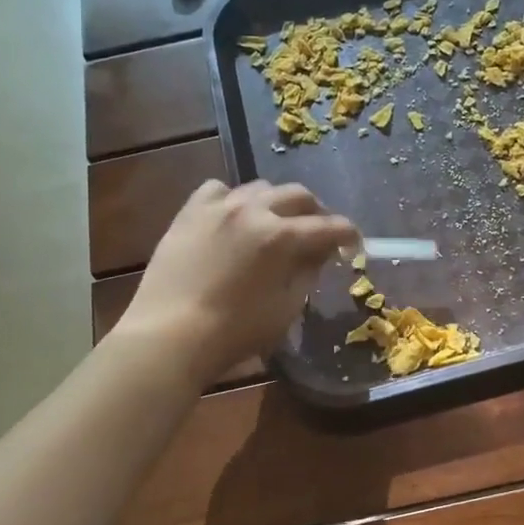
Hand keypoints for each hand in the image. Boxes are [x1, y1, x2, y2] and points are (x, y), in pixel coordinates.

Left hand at [115, 180, 357, 384]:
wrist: (169, 336)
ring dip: (277, 204)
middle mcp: (253, 210)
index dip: (349, 235)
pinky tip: (233, 219)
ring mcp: (217, 207)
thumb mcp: (285, 309)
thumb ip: (307, 274)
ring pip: (260, 188)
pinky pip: (218, 191)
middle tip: (319, 234)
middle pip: (298, 195)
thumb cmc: (234, 333)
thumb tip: (319, 254)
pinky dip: (234, 200)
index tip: (355, 246)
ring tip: (276, 224)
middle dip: (316, 213)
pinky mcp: (189, 213)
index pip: (329, 227)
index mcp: (281, 237)